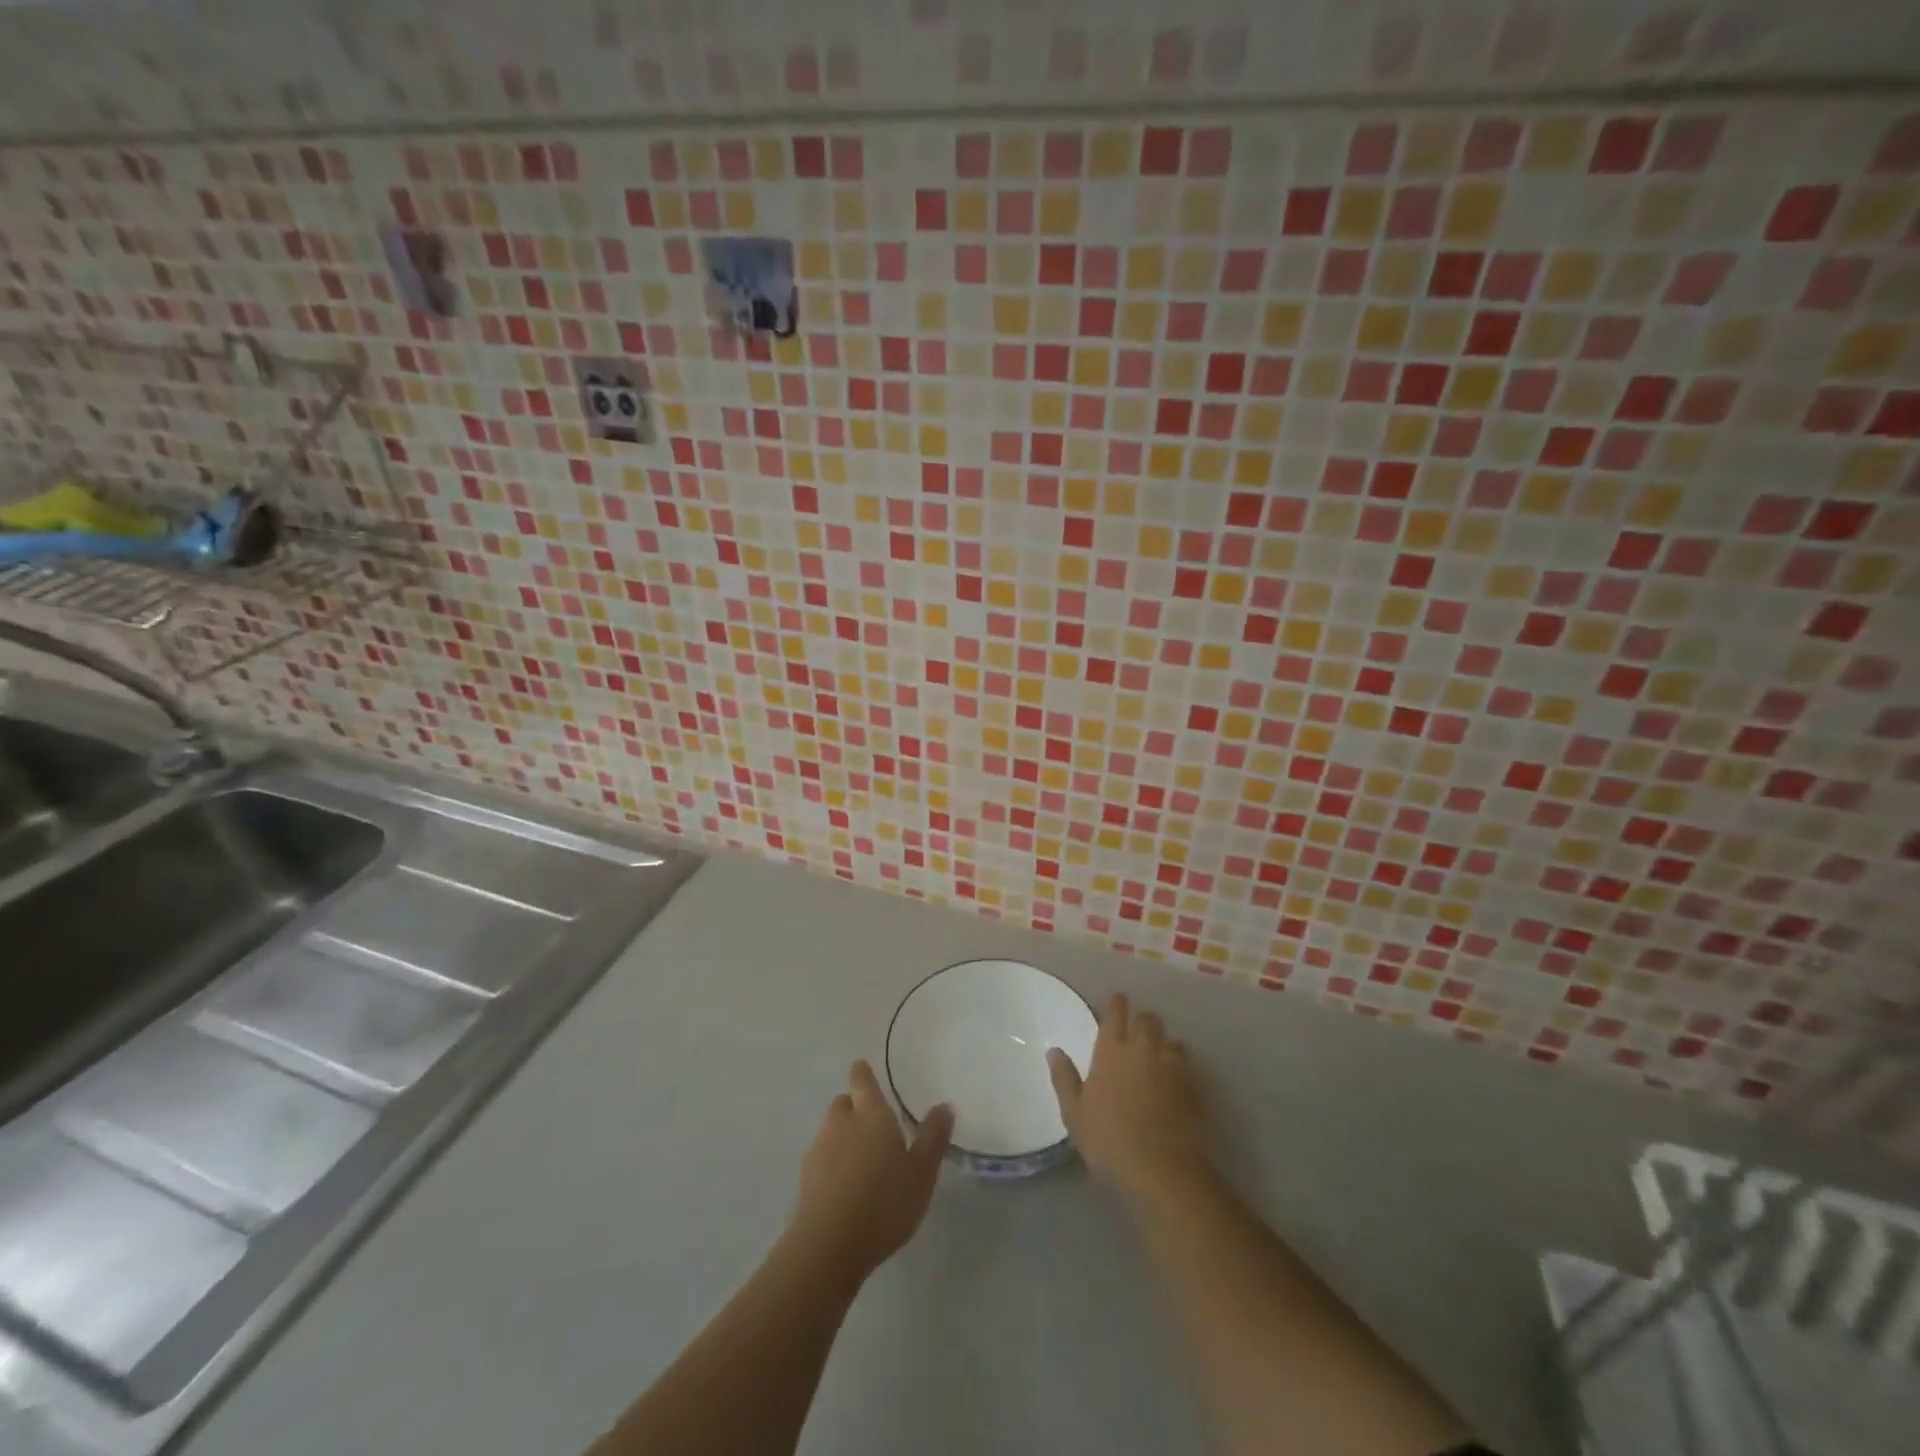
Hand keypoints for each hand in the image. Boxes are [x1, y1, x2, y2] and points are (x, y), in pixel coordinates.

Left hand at [787, 1061, 952, 1285]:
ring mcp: (818, 1150)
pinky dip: (833, 1166)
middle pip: (844, 1103)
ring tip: (865, 1164)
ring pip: (831, 1131)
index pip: (862, 1079)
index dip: (864, 1074)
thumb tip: (944, 1106)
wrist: (828, 1246)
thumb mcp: (921, 1173)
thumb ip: (933, 1138)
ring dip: (844, 1138)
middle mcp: (841, 1122)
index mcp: (870, 1113)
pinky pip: (822, 1160)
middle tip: (876, 1129)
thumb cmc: (884, 1202)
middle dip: (856, 1109)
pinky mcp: (805, 1180)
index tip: (866, 1073)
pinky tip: (847, 1191)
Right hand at [1048, 994, 1209, 1201]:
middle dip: (1142, 1020)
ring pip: (1171, 1038)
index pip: (1116, 1011)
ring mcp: (1171, 1065)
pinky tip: (1175, 1079)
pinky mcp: (1193, 1085)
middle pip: (1147, 1018)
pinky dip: (1180, 1064)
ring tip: (1157, 1055)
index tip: (1116, 1004)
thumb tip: (1054, 1051)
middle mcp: (1143, 1047)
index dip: (1117, 1004)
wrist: (1161, 1168)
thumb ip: (1064, 1079)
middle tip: (1135, 1032)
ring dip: (1163, 1042)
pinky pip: (1187, 1063)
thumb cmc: (1109, 1138)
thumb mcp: (1075, 1113)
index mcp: (1111, 1049)